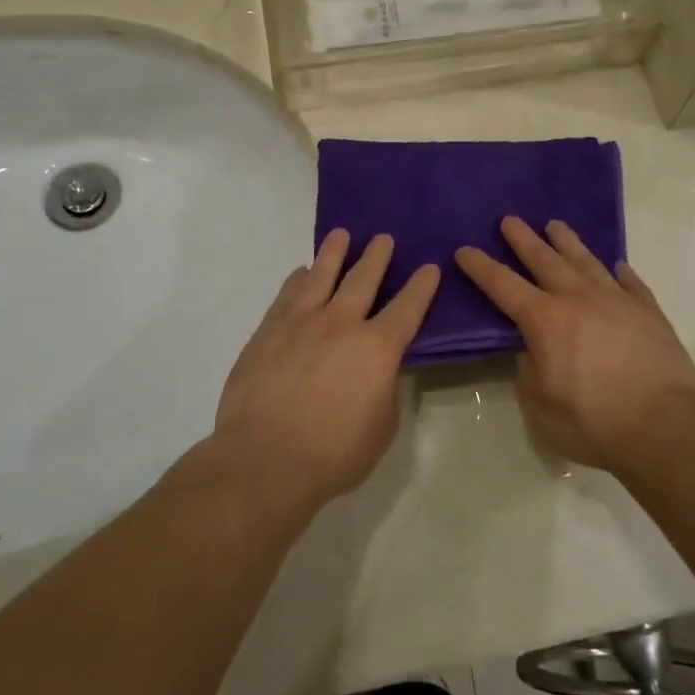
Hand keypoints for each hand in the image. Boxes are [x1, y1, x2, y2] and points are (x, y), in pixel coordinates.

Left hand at [216, 230, 438, 509]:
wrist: (264, 459)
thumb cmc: (333, 453)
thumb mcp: (381, 427)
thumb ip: (385, 388)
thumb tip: (380, 369)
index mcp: (377, 348)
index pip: (408, 307)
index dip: (422, 286)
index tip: (430, 267)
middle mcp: (341, 323)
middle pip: (363, 278)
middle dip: (377, 256)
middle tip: (383, 238)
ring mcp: (300, 322)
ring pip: (321, 274)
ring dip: (334, 252)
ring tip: (341, 235)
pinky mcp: (268, 330)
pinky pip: (287, 294)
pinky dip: (298, 279)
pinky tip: (301, 272)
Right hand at [456, 217, 694, 472]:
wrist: (664, 427)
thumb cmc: (593, 422)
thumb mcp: (540, 405)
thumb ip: (528, 371)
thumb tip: (531, 350)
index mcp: (545, 320)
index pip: (502, 285)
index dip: (480, 267)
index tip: (464, 249)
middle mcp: (578, 299)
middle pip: (544, 260)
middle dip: (523, 239)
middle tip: (510, 220)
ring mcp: (617, 300)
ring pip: (586, 261)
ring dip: (567, 242)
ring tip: (555, 225)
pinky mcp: (648, 311)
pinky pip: (630, 282)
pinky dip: (619, 272)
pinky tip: (616, 265)